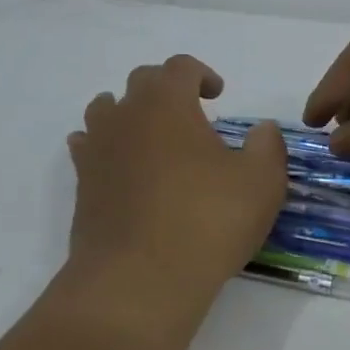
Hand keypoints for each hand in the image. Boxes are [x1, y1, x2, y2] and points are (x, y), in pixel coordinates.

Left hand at [65, 55, 286, 324]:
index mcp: (168, 103)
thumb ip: (267, 146)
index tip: (218, 95)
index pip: (180, 66)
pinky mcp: (82, 185)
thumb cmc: (206, 221)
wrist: (137, 282)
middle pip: (141, 81)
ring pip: (106, 109)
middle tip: (190, 116)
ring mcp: (97, 149)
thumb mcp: (261, 182)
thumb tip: (262, 130)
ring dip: (130, 113)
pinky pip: (87, 148)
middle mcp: (127, 115)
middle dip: (167, 89)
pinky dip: (104, 147)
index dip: (202, 74)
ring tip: (152, 138)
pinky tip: (121, 168)